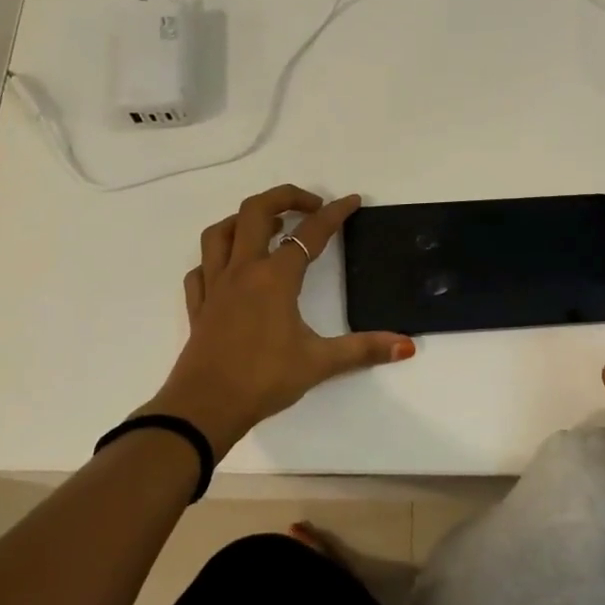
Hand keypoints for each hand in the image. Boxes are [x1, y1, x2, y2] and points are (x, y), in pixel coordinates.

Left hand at [145, 185, 414, 455]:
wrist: (205, 407)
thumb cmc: (264, 379)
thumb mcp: (319, 363)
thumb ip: (363, 350)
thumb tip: (406, 345)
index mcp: (274, 278)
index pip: (310, 234)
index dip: (334, 214)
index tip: (351, 202)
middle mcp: (242, 271)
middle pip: (255, 212)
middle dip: (284, 197)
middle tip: (310, 205)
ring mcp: (215, 286)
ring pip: (220, 233)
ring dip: (244, 220)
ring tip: (268, 227)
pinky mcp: (199, 306)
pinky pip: (202, 268)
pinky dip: (216, 258)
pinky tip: (230, 269)